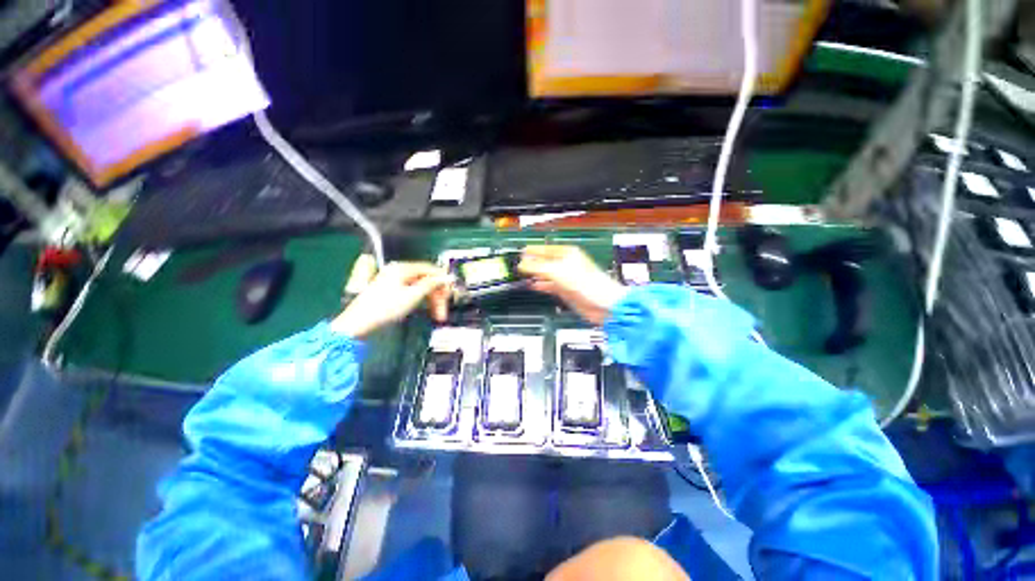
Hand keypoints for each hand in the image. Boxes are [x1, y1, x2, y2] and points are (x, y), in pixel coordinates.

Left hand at [331, 262, 451, 338]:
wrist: (359, 324)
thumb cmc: (385, 308)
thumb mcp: (412, 296)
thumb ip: (430, 284)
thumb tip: (445, 277)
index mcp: (402, 269)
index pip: (430, 269)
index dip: (442, 279)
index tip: (451, 290)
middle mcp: (399, 272)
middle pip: (426, 280)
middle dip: (437, 295)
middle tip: (444, 309)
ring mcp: (394, 282)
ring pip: (421, 288)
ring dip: (431, 300)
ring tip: (437, 315)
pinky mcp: (392, 292)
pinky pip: (413, 292)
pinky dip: (422, 301)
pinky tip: (426, 310)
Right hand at [519, 245, 627, 325]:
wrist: (602, 305)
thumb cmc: (588, 284)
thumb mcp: (558, 271)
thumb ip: (538, 267)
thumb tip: (522, 264)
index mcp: (567, 254)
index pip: (545, 249)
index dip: (532, 250)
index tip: (520, 252)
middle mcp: (567, 264)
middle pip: (545, 261)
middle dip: (532, 263)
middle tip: (518, 265)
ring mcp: (566, 278)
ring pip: (546, 274)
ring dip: (535, 275)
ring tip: (522, 275)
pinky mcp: (566, 291)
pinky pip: (550, 286)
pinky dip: (541, 286)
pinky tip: (533, 286)